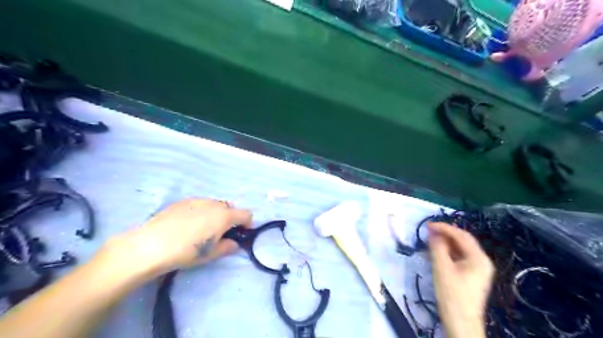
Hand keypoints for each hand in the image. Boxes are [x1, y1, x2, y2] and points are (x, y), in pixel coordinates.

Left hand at [100, 198, 250, 279]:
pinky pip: (199, 204)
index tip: (241, 233)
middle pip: (230, 207)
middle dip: (230, 219)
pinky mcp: (183, 201)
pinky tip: (187, 225)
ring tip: (202, 229)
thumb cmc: (186, 252)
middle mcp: (214, 204)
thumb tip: (234, 243)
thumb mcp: (210, 254)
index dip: (247, 224)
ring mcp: (197, 200)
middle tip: (220, 233)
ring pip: (214, 205)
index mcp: (224, 216)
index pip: (246, 214)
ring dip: (215, 214)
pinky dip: (201, 212)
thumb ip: (228, 247)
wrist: (150, 245)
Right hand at [426, 222, 491, 337]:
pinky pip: (460, 257)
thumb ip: (437, 247)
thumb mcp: (442, 268)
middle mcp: (482, 261)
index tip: (427, 225)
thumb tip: (433, 231)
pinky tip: (437, 252)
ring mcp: (478, 269)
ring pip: (461, 249)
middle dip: (446, 233)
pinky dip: (448, 252)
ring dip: (446, 242)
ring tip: (430, 239)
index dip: (444, 227)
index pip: (461, 235)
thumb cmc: (451, 295)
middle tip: (428, 230)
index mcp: (479, 258)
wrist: (460, 323)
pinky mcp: (472, 275)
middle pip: (463, 240)